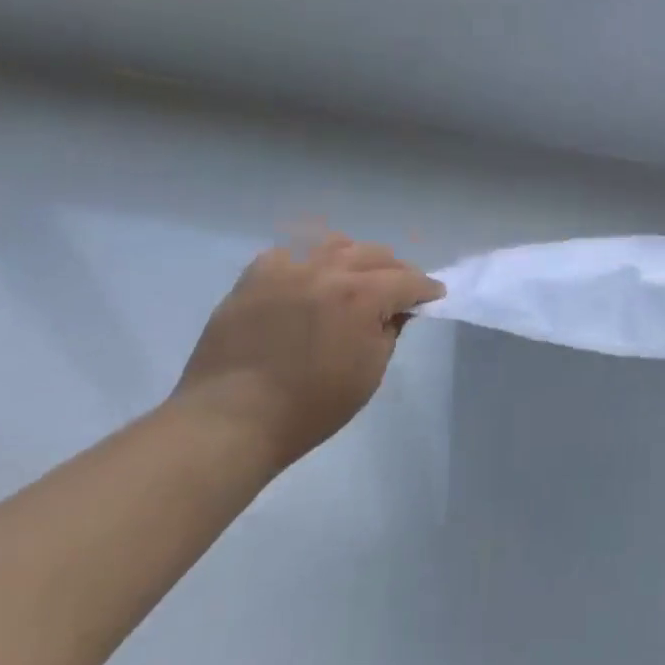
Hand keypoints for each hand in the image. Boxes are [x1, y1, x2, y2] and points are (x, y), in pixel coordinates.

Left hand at [174, 234, 443, 469]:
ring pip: (334, 245)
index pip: (407, 280)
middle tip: (400, 289)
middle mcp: (328, 271)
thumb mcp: (369, 374)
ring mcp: (287, 270)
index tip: (434, 295)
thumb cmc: (310, 407)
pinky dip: (307, 262)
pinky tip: (308, 280)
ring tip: (355, 277)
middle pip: (374, 254)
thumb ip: (389, 332)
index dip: (426, 288)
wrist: (230, 420)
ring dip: (354, 258)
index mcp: (362, 296)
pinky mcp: (254, 278)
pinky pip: (289, 254)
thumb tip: (395, 310)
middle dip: (395, 269)